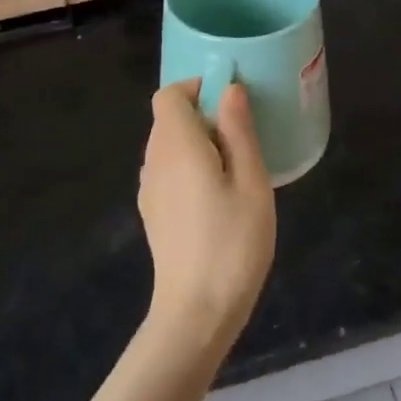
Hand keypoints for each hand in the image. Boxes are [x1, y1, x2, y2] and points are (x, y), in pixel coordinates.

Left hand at [137, 80, 276, 353]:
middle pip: (168, 119)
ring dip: (198, 144)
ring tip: (235, 170)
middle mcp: (154, 160)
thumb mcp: (251, 181)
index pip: (169, 95)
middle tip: (243, 139)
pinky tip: (217, 198)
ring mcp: (149, 189)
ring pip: (168, 146)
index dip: (196, 88)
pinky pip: (168, 172)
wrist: (197, 312)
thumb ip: (238, 130)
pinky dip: (189, 168)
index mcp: (176, 145)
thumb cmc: (232, 241)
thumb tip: (229, 89)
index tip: (230, 104)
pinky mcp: (153, 213)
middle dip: (203, 116)